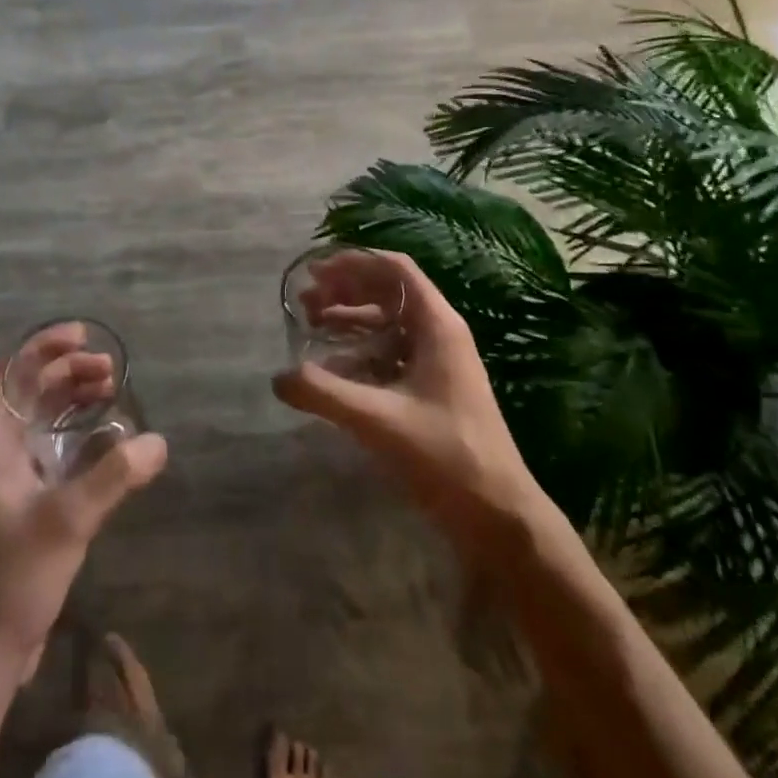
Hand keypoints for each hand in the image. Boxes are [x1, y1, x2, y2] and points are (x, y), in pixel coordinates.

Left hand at [0, 355, 166, 683]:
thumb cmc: (9, 579)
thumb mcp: (66, 523)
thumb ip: (113, 477)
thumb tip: (158, 442)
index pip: (7, 373)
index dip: (42, 349)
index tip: (84, 339)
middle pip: (25, 392)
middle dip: (65, 373)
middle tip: (110, 371)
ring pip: (34, 420)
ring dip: (69, 401)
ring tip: (110, 392)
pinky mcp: (12, 501)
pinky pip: (41, 449)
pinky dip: (69, 434)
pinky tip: (103, 439)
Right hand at [273, 249, 533, 546]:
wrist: (499, 515)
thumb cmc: (447, 456)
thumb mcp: (379, 420)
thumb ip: (325, 394)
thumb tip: (278, 377)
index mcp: (438, 326)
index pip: (395, 270)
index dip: (354, 262)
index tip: (316, 270)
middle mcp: (440, 334)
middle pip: (389, 292)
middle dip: (345, 289)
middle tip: (305, 300)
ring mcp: (438, 362)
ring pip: (388, 323)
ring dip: (350, 318)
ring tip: (311, 324)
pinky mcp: (432, 388)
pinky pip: (391, 353)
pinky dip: (360, 351)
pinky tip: (332, 367)